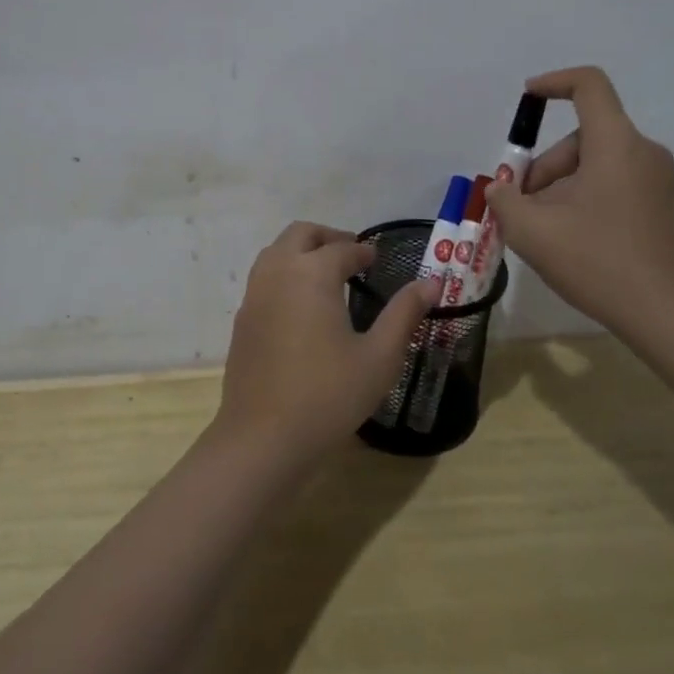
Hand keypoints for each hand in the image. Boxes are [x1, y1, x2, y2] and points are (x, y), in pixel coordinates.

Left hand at [216, 222, 440, 463]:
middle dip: (328, 237)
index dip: (363, 251)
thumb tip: (432, 282)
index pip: (342, 248)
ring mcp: (254, 295)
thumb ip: (404, 314)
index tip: (377, 259)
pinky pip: (264, 279)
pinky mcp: (241, 320)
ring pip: (276, 252)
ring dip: (302, 252)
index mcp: (312, 273)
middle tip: (352, 254)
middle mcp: (278, 272)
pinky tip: (301, 306)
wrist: (263, 438)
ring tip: (328, 275)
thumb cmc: (329, 395)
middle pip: (301, 234)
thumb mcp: (380, 357)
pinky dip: (284, 274)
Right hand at [484, 66, 673, 348]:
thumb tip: (501, 191)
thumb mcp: (532, 231)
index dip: (553, 82)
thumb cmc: (598, 262)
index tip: (526, 99)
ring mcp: (657, 181)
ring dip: (560, 188)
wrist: (670, 316)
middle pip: (582, 138)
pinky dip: (584, 200)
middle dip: (544, 167)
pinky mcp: (662, 208)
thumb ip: (505, 201)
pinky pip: (613, 185)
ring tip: (542, 233)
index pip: (588, 85)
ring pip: (595, 165)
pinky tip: (571, 242)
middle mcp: (642, 152)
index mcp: (615, 144)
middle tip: (521, 209)